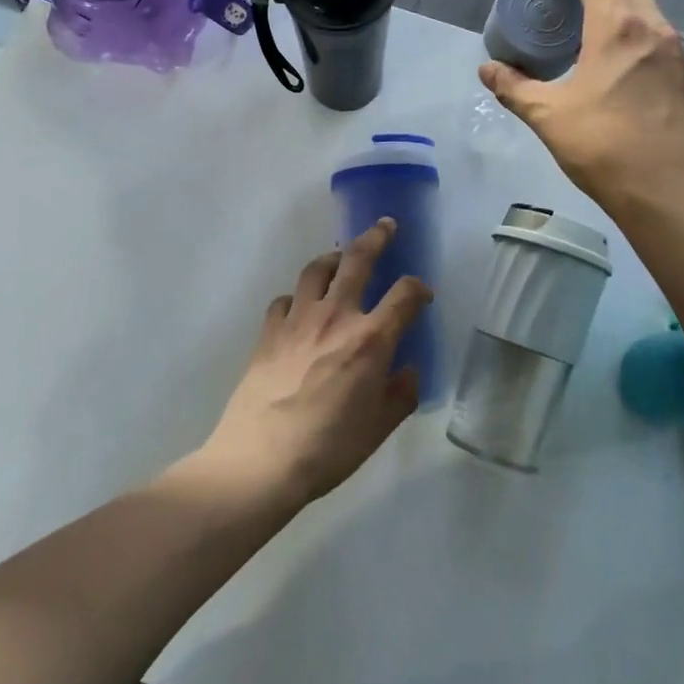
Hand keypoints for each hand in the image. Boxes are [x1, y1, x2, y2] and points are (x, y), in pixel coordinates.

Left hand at [204, 221, 428, 507]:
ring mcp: (298, 319)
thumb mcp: (379, 428)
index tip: (423, 294)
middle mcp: (336, 316)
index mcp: (371, 339)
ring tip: (340, 258)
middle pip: (358, 260)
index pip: (404, 295)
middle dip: (376, 237)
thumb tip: (408, 370)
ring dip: (333, 258)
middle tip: (385, 225)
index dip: (419, 288)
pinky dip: (297, 297)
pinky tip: (299, 308)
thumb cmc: (328, 448)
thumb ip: (401, 394)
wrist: (261, 459)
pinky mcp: (269, 331)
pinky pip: (285, 300)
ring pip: (317, 269)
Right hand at [479, 0, 683, 200]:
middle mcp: (654, 29)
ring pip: (648, 16)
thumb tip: (488, 70)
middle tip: (568, 20)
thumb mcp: (548, 117)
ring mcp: (679, 55)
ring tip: (591, 53)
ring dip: (619, 20)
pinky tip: (621, 83)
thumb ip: (514, 88)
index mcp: (616, 26)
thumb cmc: (604, 146)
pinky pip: (661, 46)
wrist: (671, 192)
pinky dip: (638, 47)